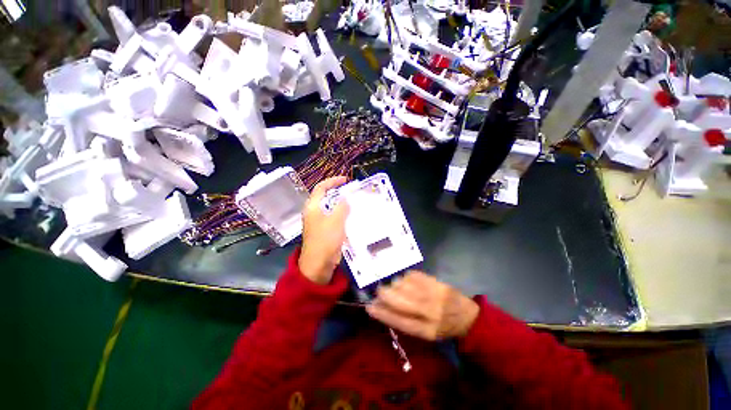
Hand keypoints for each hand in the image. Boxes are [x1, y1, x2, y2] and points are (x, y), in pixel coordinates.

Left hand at [299, 176, 349, 284]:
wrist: (318, 265)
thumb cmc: (325, 240)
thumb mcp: (336, 220)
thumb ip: (342, 207)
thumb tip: (345, 198)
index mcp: (313, 207)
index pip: (321, 187)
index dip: (333, 181)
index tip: (346, 180)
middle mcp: (314, 212)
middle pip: (326, 197)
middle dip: (339, 193)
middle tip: (352, 192)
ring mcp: (319, 222)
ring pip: (331, 208)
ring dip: (342, 205)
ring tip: (355, 203)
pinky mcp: (325, 231)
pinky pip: (335, 218)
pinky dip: (343, 215)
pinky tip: (352, 217)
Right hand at [366, 271, 479, 340]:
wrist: (468, 316)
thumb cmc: (443, 327)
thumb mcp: (425, 333)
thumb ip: (405, 321)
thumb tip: (383, 306)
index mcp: (427, 330)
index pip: (400, 321)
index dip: (382, 314)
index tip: (369, 306)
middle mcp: (430, 312)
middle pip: (401, 301)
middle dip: (386, 294)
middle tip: (379, 291)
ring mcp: (434, 294)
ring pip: (406, 285)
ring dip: (396, 285)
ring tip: (396, 287)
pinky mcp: (437, 282)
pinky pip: (414, 275)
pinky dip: (406, 277)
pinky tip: (407, 280)